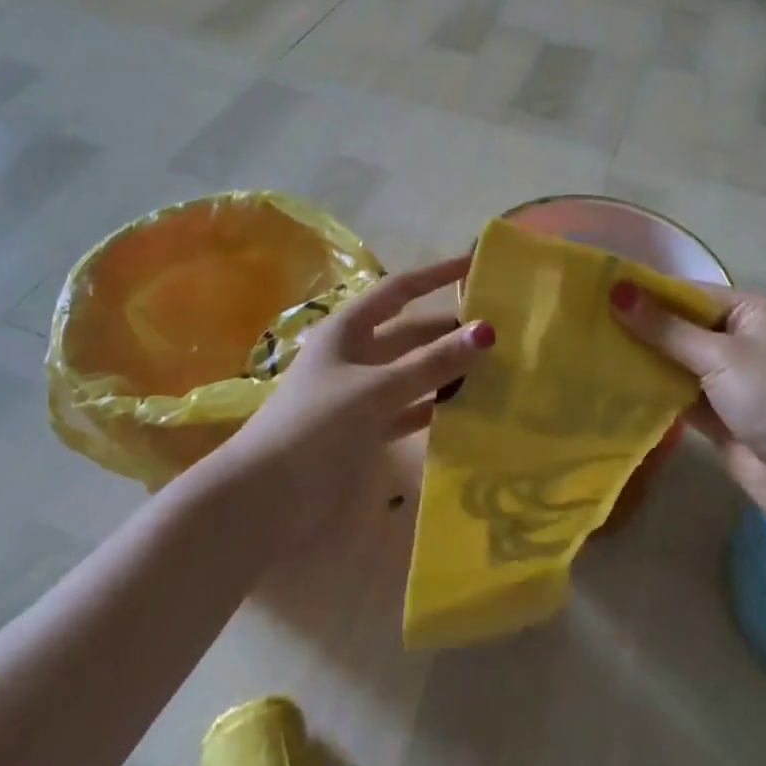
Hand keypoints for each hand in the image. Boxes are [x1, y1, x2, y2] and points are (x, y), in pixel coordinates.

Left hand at [214, 255, 493, 548]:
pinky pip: (408, 409)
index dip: (436, 275)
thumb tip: (486, 330)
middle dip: (449, 329)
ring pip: (412, 372)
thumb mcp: (377, 389)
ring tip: (494, 368)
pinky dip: (434, 407)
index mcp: (348, 330)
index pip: (400, 290)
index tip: (475, 265)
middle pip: (410, 333)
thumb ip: (432, 362)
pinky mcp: (363, 432)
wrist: (264, 500)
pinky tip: (466, 410)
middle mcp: (354, 355)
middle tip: (501, 330)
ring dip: (446, 370)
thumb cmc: (317, 426)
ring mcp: (358, 395)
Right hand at [611, 281, 765, 527]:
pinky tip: (610, 380)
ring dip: (642, 356)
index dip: (647, 293)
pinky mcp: (714, 410)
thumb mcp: (719, 356)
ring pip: (675, 358)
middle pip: (680, 325)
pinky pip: (676, 389)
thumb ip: (664, 327)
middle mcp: (740, 338)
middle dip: (640, 325)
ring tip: (589, 346)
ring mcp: (727, 376)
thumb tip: (616, 290)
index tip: (601, 292)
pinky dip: (651, 387)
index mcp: (752, 312)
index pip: (690, 293)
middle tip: (586, 320)